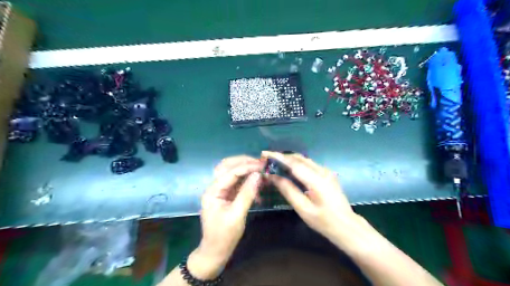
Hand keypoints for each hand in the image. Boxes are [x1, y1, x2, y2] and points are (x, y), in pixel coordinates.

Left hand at [190, 156, 265, 279]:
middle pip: (227, 166)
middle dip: (244, 162)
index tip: (262, 165)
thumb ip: (247, 193)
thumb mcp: (237, 215)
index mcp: (213, 191)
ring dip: (246, 169)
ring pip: (232, 173)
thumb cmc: (224, 235)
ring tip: (260, 170)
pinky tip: (257, 184)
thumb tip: (257, 175)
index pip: (230, 172)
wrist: (216, 252)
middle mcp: (215, 187)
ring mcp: (221, 191)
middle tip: (260, 163)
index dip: (246, 167)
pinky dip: (247, 180)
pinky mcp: (227, 196)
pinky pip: (237, 183)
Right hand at [263, 151, 357, 243]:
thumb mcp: (303, 209)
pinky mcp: (327, 174)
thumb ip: (288, 190)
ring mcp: (326, 171)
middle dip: (282, 156)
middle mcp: (322, 171)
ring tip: (274, 163)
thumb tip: (273, 176)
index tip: (264, 154)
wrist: (347, 226)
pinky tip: (288, 169)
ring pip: (304, 160)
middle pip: (299, 158)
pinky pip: (308, 164)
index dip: (278, 157)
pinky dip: (296, 164)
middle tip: (267, 159)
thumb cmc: (324, 222)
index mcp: (317, 180)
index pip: (294, 164)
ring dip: (289, 159)